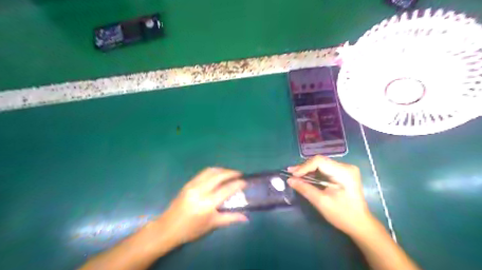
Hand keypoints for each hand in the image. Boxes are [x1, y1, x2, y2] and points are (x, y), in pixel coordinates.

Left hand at [156, 167, 247, 245]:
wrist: (167, 228)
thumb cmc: (191, 230)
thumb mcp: (212, 224)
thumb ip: (230, 218)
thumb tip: (246, 217)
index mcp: (207, 204)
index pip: (227, 189)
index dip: (238, 184)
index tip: (246, 182)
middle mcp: (200, 191)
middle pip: (219, 175)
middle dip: (231, 172)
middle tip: (240, 174)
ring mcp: (193, 185)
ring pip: (211, 171)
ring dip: (223, 170)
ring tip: (230, 173)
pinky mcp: (188, 183)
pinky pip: (204, 172)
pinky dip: (214, 171)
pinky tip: (218, 175)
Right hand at [288, 156, 374, 235]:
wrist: (360, 224)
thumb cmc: (342, 215)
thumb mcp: (321, 202)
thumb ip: (305, 188)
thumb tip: (289, 180)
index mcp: (344, 172)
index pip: (319, 161)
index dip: (304, 166)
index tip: (292, 175)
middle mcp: (346, 166)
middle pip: (320, 161)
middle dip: (304, 168)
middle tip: (291, 173)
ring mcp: (345, 169)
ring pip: (321, 164)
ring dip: (308, 170)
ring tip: (295, 175)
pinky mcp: (343, 173)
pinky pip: (325, 169)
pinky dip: (314, 173)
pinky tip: (305, 176)